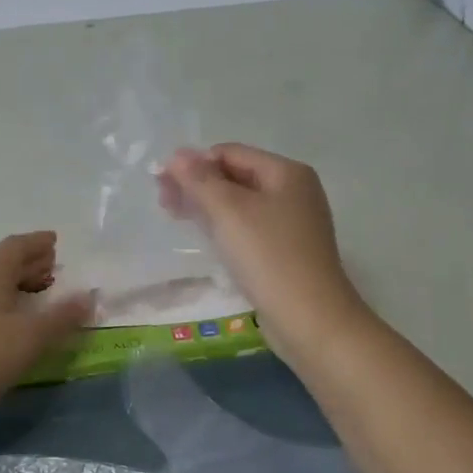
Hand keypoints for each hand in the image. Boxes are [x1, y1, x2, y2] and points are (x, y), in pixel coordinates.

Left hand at [0, 232, 94, 426]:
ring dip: (16, 284)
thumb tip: (88, 296)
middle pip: (3, 262)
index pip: (16, 245)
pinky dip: (2, 301)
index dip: (38, 242)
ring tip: (37, 295)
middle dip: (30, 263)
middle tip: (54, 269)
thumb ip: (61, 317)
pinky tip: (9, 322)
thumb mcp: (29, 338)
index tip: (56, 241)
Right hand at [157, 144, 368, 365]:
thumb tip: (176, 154)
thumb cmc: (268, 256)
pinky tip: (204, 236)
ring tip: (174, 216)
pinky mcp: (286, 250)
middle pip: (235, 175)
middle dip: (197, 184)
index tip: (162, 184)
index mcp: (286, 172)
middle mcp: (294, 191)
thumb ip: (199, 179)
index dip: (193, 163)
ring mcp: (292, 222)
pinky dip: (223, 225)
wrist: (310, 319)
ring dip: (206, 205)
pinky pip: (248, 227)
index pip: (229, 153)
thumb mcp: (228, 211)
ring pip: (240, 203)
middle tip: (162, 201)